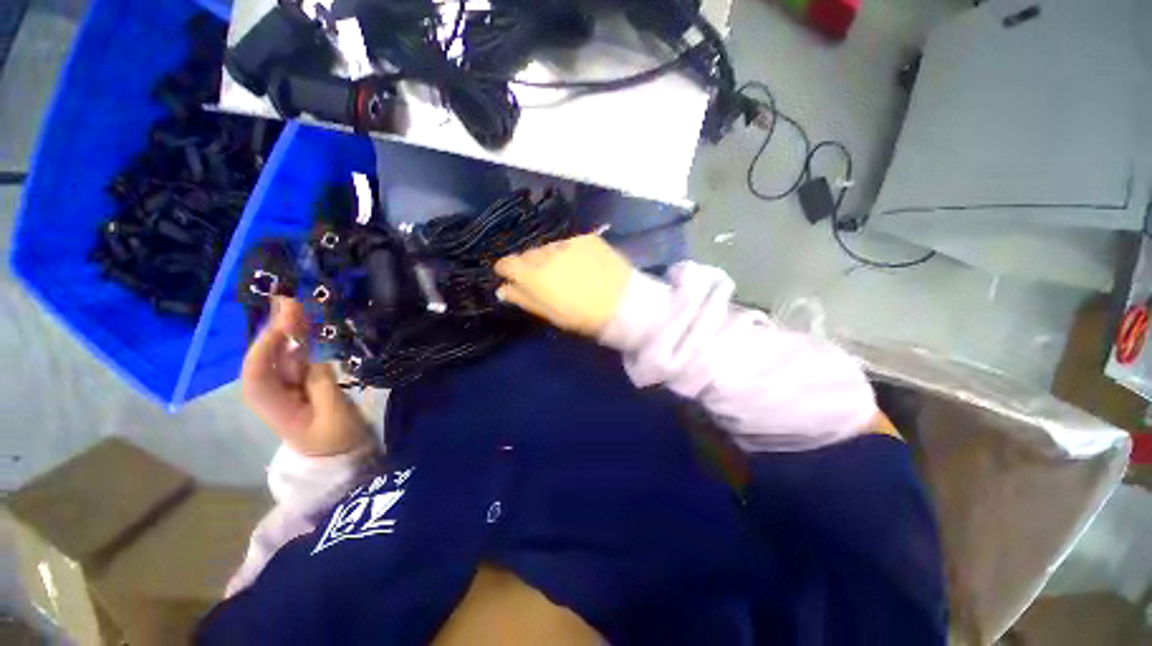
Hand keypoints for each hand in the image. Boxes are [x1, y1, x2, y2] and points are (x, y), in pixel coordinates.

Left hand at [241, 297, 369, 456]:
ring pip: (283, 353)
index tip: (282, 324)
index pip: (257, 374)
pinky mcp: (304, 381)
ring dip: (290, 329)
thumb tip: (314, 353)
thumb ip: (322, 384)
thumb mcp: (333, 415)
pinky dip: (303, 339)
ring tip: (298, 304)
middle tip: (289, 300)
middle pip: (268, 357)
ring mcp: (289, 385)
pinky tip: (308, 323)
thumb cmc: (336, 440)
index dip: (265, 348)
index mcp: (273, 406)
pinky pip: (300, 357)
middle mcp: (274, 391)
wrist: (339, 455)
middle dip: (276, 329)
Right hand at [494, 234, 632, 336]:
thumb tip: (503, 289)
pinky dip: (568, 252)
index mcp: (534, 274)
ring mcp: (568, 243)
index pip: (508, 263)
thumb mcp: (550, 314)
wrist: (623, 304)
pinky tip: (579, 263)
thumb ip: (524, 298)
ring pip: (548, 247)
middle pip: (528, 254)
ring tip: (562, 270)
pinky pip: (568, 243)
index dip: (505, 269)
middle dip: (528, 264)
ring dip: (549, 257)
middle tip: (540, 277)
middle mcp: (547, 253)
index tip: (508, 276)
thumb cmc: (583, 317)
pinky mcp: (586, 238)